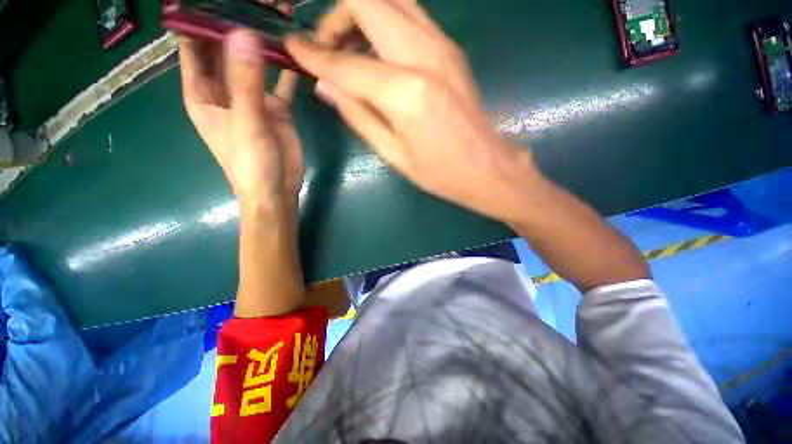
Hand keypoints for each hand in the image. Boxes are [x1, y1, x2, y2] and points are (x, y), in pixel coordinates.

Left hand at [179, 30, 303, 210]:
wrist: (277, 189)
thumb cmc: (251, 163)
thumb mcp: (246, 122)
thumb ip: (246, 82)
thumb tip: (244, 34)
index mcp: (203, 93)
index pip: (193, 47)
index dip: (197, 20)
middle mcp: (225, 90)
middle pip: (224, 50)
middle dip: (233, 25)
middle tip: (250, 0)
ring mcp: (253, 97)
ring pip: (254, 63)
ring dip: (263, 43)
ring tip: (276, 16)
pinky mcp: (277, 108)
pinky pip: (281, 82)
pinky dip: (288, 69)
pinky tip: (298, 53)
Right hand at [285, 0, 536, 222]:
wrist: (486, 167)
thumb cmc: (440, 172)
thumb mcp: (394, 154)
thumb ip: (359, 116)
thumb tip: (327, 86)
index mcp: (406, 93)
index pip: (346, 62)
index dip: (314, 53)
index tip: (293, 48)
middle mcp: (425, 55)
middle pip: (368, 0)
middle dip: (337, 16)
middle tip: (326, 47)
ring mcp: (443, 46)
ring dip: (361, 14)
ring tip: (349, 48)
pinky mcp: (451, 49)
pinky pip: (409, 16)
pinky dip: (384, 22)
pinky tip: (377, 52)